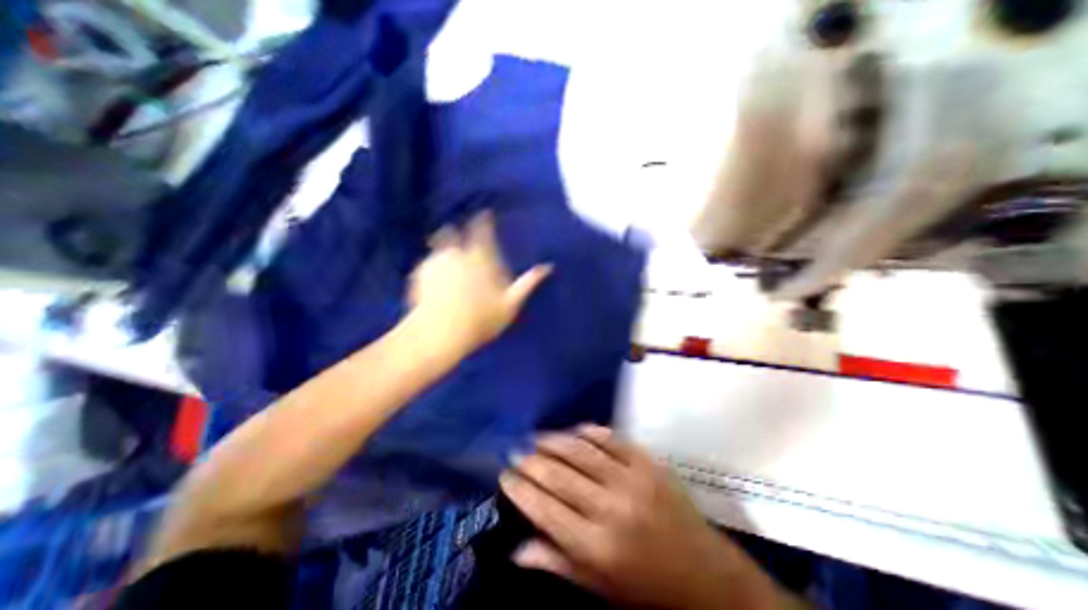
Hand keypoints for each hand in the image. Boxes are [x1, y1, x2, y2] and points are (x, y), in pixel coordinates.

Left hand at [409, 212, 551, 356]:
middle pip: (453, 233)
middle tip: (460, 240)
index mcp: (480, 257)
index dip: (483, 220)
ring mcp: (435, 262)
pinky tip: (434, 281)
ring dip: (444, 250)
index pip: (482, 229)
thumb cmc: (481, 319)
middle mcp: (456, 253)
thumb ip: (528, 283)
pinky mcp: (418, 274)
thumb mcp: (511, 303)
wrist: (441, 333)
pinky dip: (431, 267)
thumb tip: (548, 267)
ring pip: (438, 247)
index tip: (484, 214)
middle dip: (457, 233)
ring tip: (447, 262)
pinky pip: (427, 264)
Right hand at [501, 427, 792, 606]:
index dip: (520, 489)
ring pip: (582, 450)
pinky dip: (589, 431)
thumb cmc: (647, 587)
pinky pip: (611, 438)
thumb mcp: (600, 588)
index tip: (505, 474)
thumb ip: (558, 563)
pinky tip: (574, 430)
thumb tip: (517, 549)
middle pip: (560, 475)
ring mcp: (631, 478)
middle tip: (515, 449)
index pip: (545, 509)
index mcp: (597, 546)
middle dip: (531, 460)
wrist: (706, 574)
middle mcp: (611, 507)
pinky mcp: (647, 461)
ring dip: (554, 440)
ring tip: (536, 436)